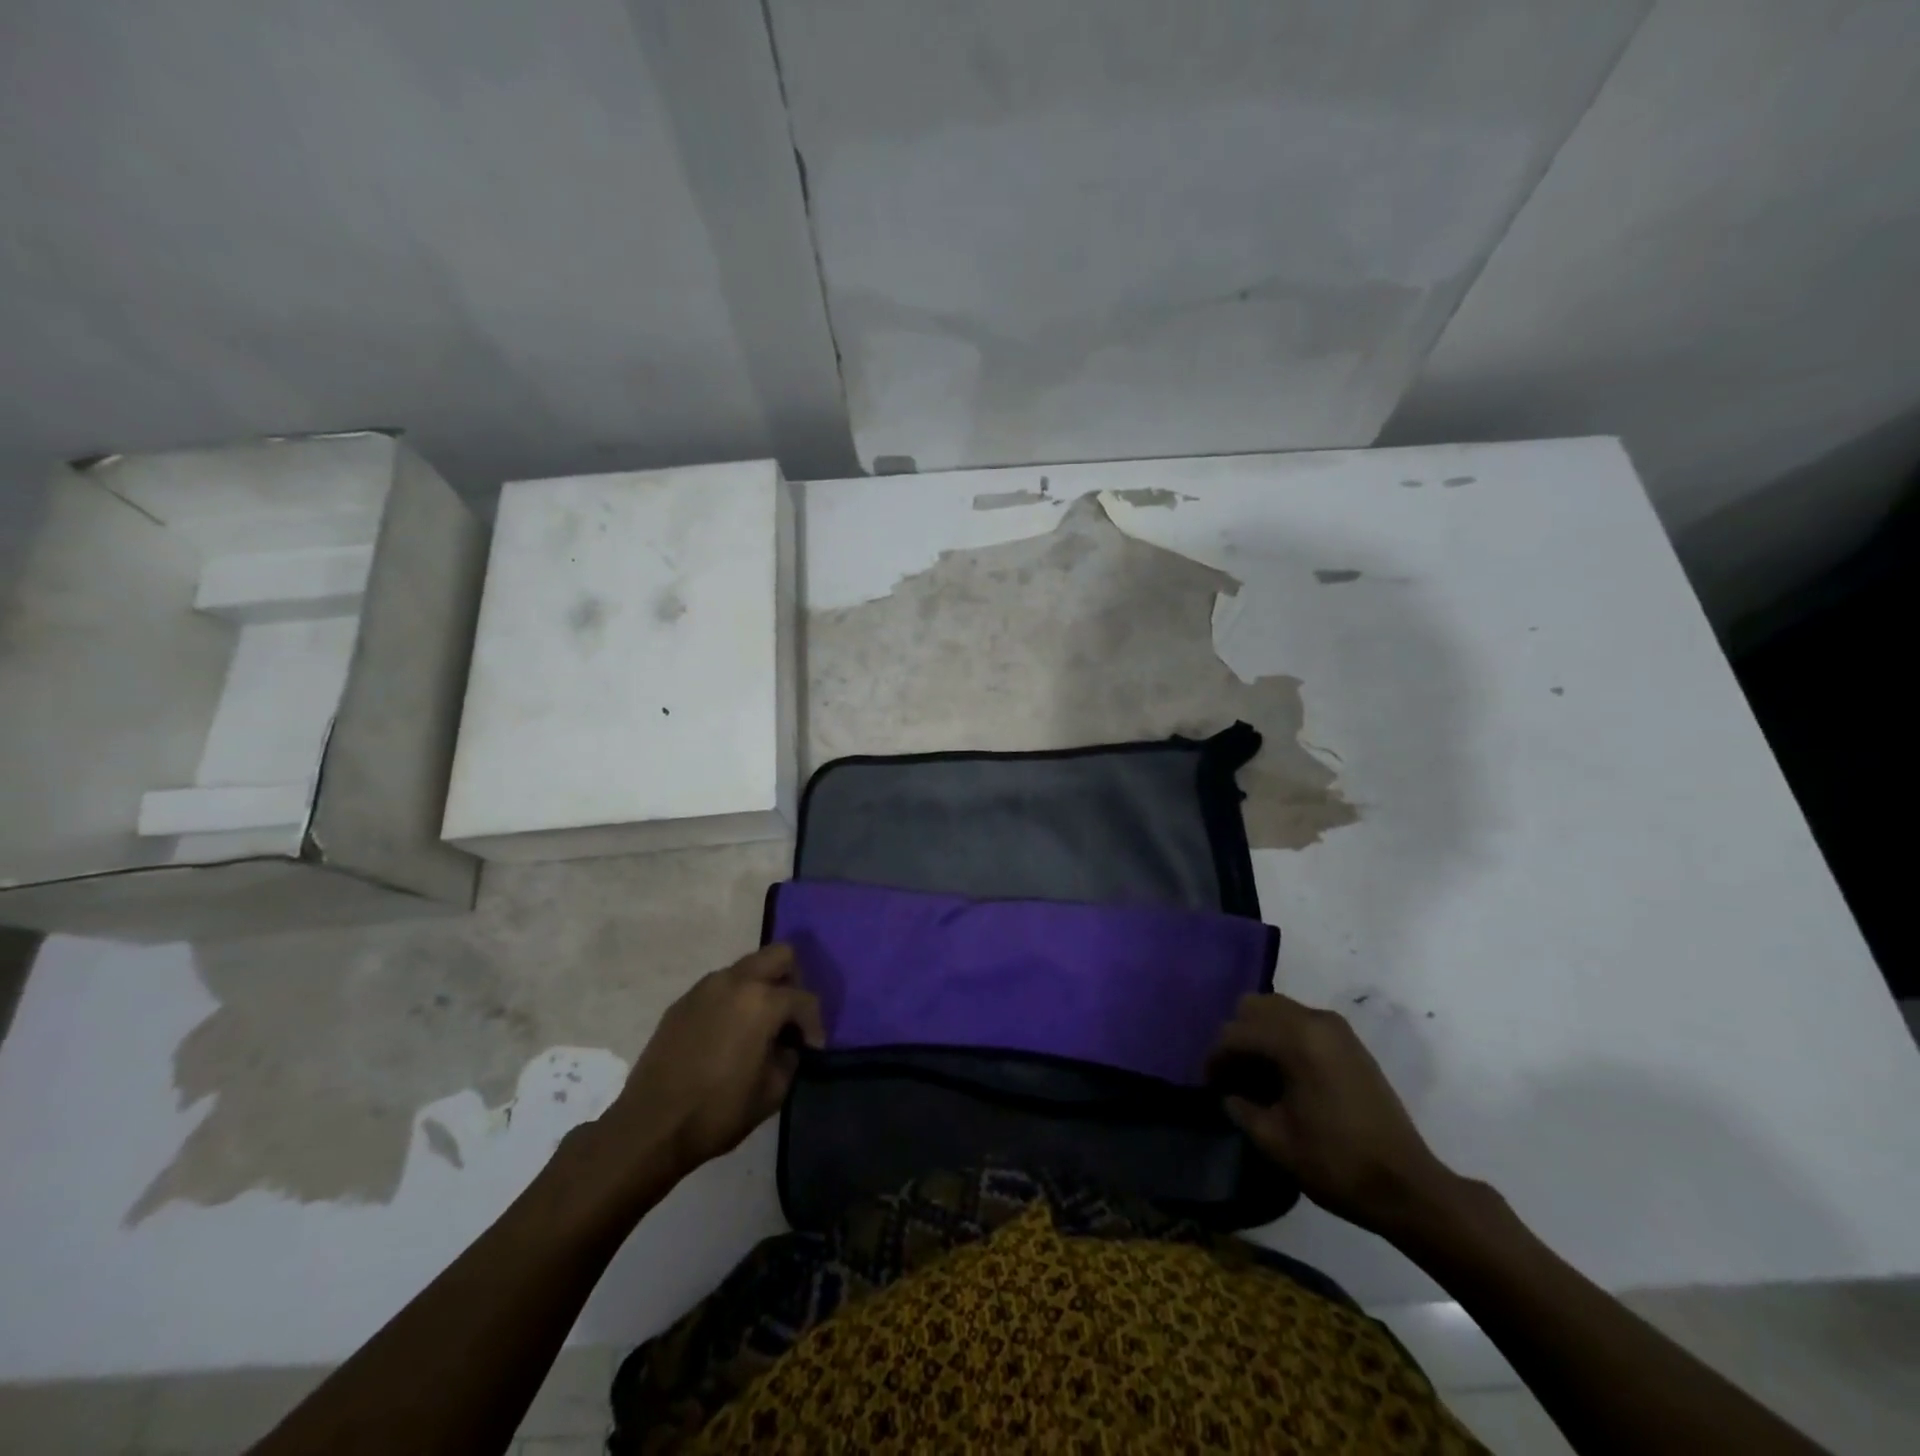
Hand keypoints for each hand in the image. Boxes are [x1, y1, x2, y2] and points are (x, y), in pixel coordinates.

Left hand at [601, 944, 823, 1177]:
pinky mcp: (682, 1002)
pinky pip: (720, 988)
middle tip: (789, 1017)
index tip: (812, 1049)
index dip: (815, 1025)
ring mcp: (705, 988)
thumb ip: (790, 1057)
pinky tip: (727, 1035)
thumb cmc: (718, 1111)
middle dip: (792, 981)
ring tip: (758, 1027)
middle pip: (779, 955)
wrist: (650, 1127)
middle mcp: (735, 981)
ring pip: (747, 968)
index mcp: (762, 1001)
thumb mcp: (772, 1092)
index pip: (804, 999)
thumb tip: (788, 1044)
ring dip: (760, 988)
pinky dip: (733, 1001)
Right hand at [1208, 993, 1456, 1237]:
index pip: (1235, 1034)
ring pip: (1278, 1009)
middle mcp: (1314, 1021)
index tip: (1209, 1085)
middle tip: (1233, 1074)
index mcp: (1294, 1041)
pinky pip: (1301, 1021)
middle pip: (1255, 1007)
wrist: (1407, 1186)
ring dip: (1260, 1034)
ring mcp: (1336, 1028)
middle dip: (1237, 1037)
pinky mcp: (1349, 1041)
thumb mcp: (1274, 1141)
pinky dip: (1283, 1037)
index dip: (1216, 1060)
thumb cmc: (1336, 1163)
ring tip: (1257, 1074)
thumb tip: (1228, 1093)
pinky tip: (1284, 1074)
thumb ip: (1240, 1108)